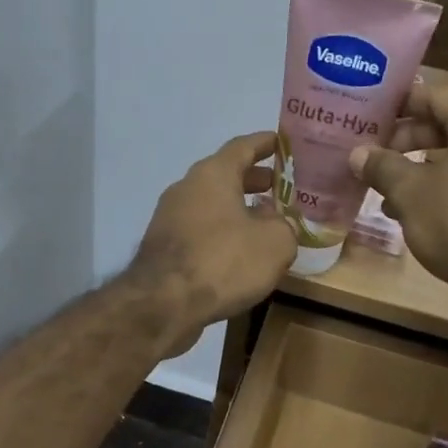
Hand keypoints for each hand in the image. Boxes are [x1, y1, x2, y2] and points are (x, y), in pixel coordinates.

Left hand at [129, 131, 295, 356]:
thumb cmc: (224, 261)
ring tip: (264, 223)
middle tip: (279, 187)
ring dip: (237, 208)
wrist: (164, 303)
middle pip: (224, 175)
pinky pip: (199, 228)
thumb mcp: (275, 243)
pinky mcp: (162, 245)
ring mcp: (169, 216)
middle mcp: (186, 187)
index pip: (242, 146)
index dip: (264, 143)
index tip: (282, 143)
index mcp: (213, 174)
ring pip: (210, 203)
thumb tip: (276, 224)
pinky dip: (220, 231)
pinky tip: (238, 252)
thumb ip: (284, 226)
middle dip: (253, 179)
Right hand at [347, 83, 447, 311]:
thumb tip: (357, 153)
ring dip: (416, 171)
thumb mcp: (410, 192)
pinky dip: (438, 192)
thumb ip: (382, 167)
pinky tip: (409, 216)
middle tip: (370, 155)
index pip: (436, 95)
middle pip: (445, 127)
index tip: (369, 114)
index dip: (400, 103)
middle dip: (404, 141)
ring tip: (381, 190)